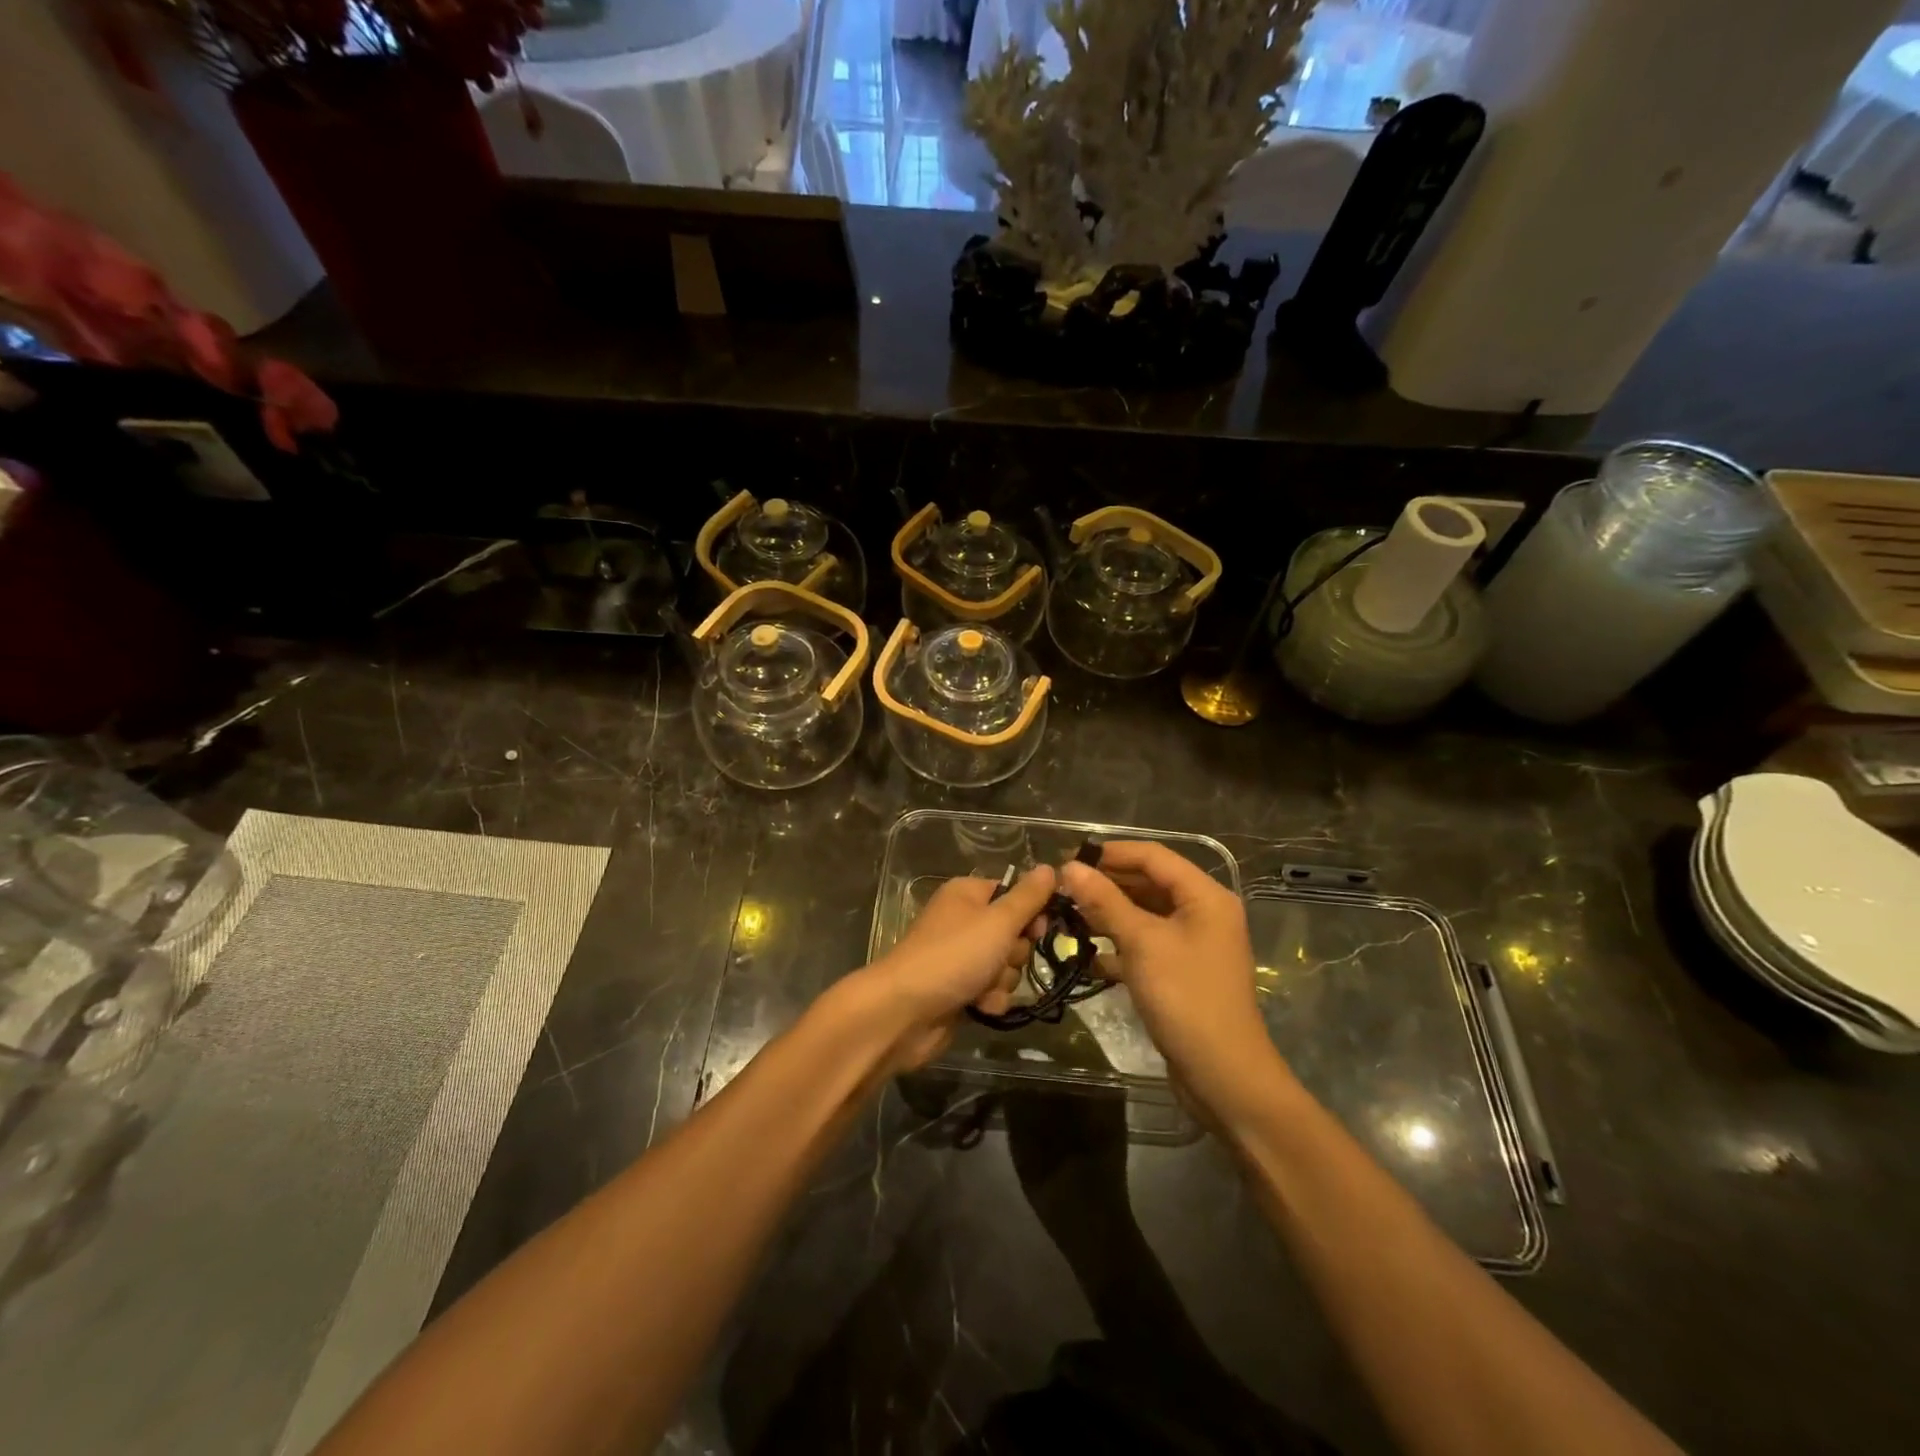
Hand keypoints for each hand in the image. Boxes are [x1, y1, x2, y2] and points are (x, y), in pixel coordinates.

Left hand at [852, 865, 1055, 1072]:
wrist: (905, 1011)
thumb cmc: (953, 955)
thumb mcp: (997, 921)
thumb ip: (1028, 897)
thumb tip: (1049, 868)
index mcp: (968, 894)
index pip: (1014, 894)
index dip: (1031, 913)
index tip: (1038, 929)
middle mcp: (964, 921)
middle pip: (1014, 934)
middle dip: (1014, 953)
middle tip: (1001, 958)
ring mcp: (961, 957)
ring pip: (1007, 966)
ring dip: (1002, 980)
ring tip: (982, 987)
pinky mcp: (960, 990)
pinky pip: (993, 991)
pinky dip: (990, 1000)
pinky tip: (978, 1006)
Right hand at [1061, 843, 1291, 1123]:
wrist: (1223, 1076)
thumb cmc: (1186, 998)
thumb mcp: (1142, 943)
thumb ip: (1105, 901)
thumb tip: (1070, 866)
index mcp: (1204, 896)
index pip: (1153, 856)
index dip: (1110, 853)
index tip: (1068, 857)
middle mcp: (1202, 913)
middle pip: (1148, 883)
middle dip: (1106, 884)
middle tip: (1062, 888)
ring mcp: (1192, 944)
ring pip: (1144, 915)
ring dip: (1108, 914)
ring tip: (1067, 916)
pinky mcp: (1181, 972)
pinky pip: (1146, 945)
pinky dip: (1119, 945)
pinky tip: (1087, 954)